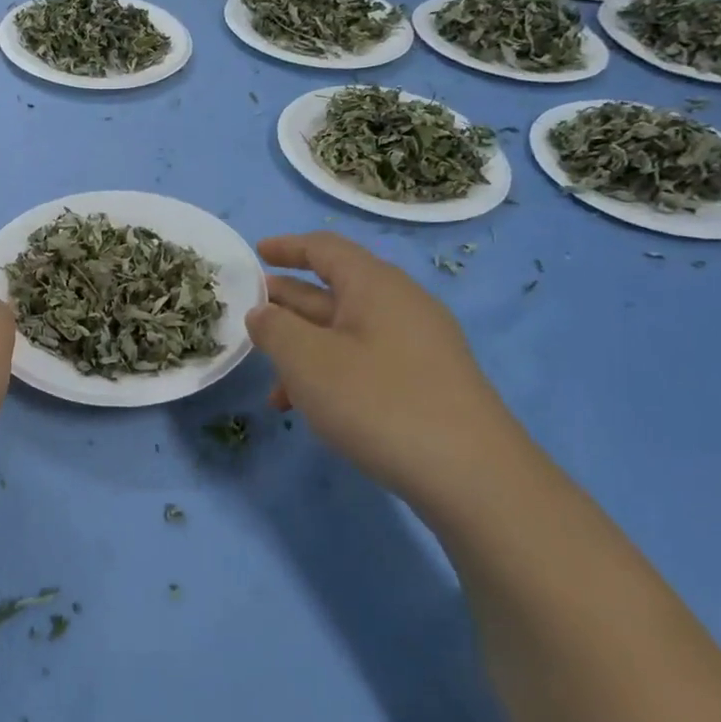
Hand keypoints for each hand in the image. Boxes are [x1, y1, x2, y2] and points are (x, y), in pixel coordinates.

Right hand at [246, 232, 526, 503]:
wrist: (470, 474)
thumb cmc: (378, 402)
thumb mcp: (309, 361)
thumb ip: (275, 329)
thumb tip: (261, 312)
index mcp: (375, 286)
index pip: (325, 249)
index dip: (287, 247)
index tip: (255, 253)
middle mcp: (399, 306)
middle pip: (334, 290)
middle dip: (288, 301)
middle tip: (249, 312)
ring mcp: (416, 346)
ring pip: (345, 333)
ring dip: (303, 349)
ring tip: (269, 381)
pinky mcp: (423, 382)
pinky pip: (364, 362)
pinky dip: (329, 374)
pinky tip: (307, 409)